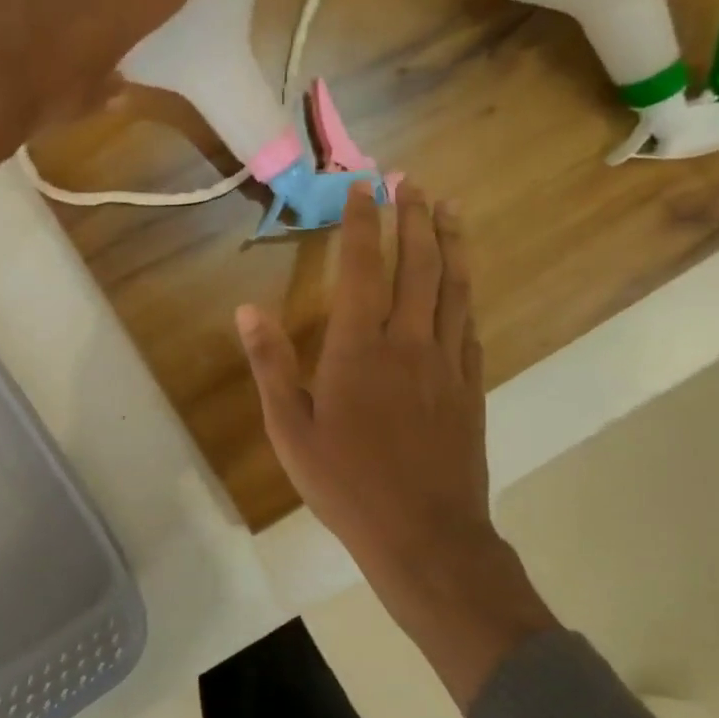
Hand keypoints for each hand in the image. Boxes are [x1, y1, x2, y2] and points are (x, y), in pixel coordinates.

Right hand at [237, 183, 557, 709]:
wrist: (424, 536)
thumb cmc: (346, 484)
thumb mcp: (290, 430)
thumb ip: (271, 365)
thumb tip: (246, 309)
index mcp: (359, 349)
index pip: (364, 267)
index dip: (363, 222)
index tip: (364, 187)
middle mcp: (409, 342)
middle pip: (419, 264)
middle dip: (414, 217)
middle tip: (413, 182)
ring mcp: (447, 363)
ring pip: (454, 287)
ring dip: (451, 243)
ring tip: (449, 209)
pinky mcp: (471, 386)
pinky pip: (469, 326)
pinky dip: (465, 295)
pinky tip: (464, 286)